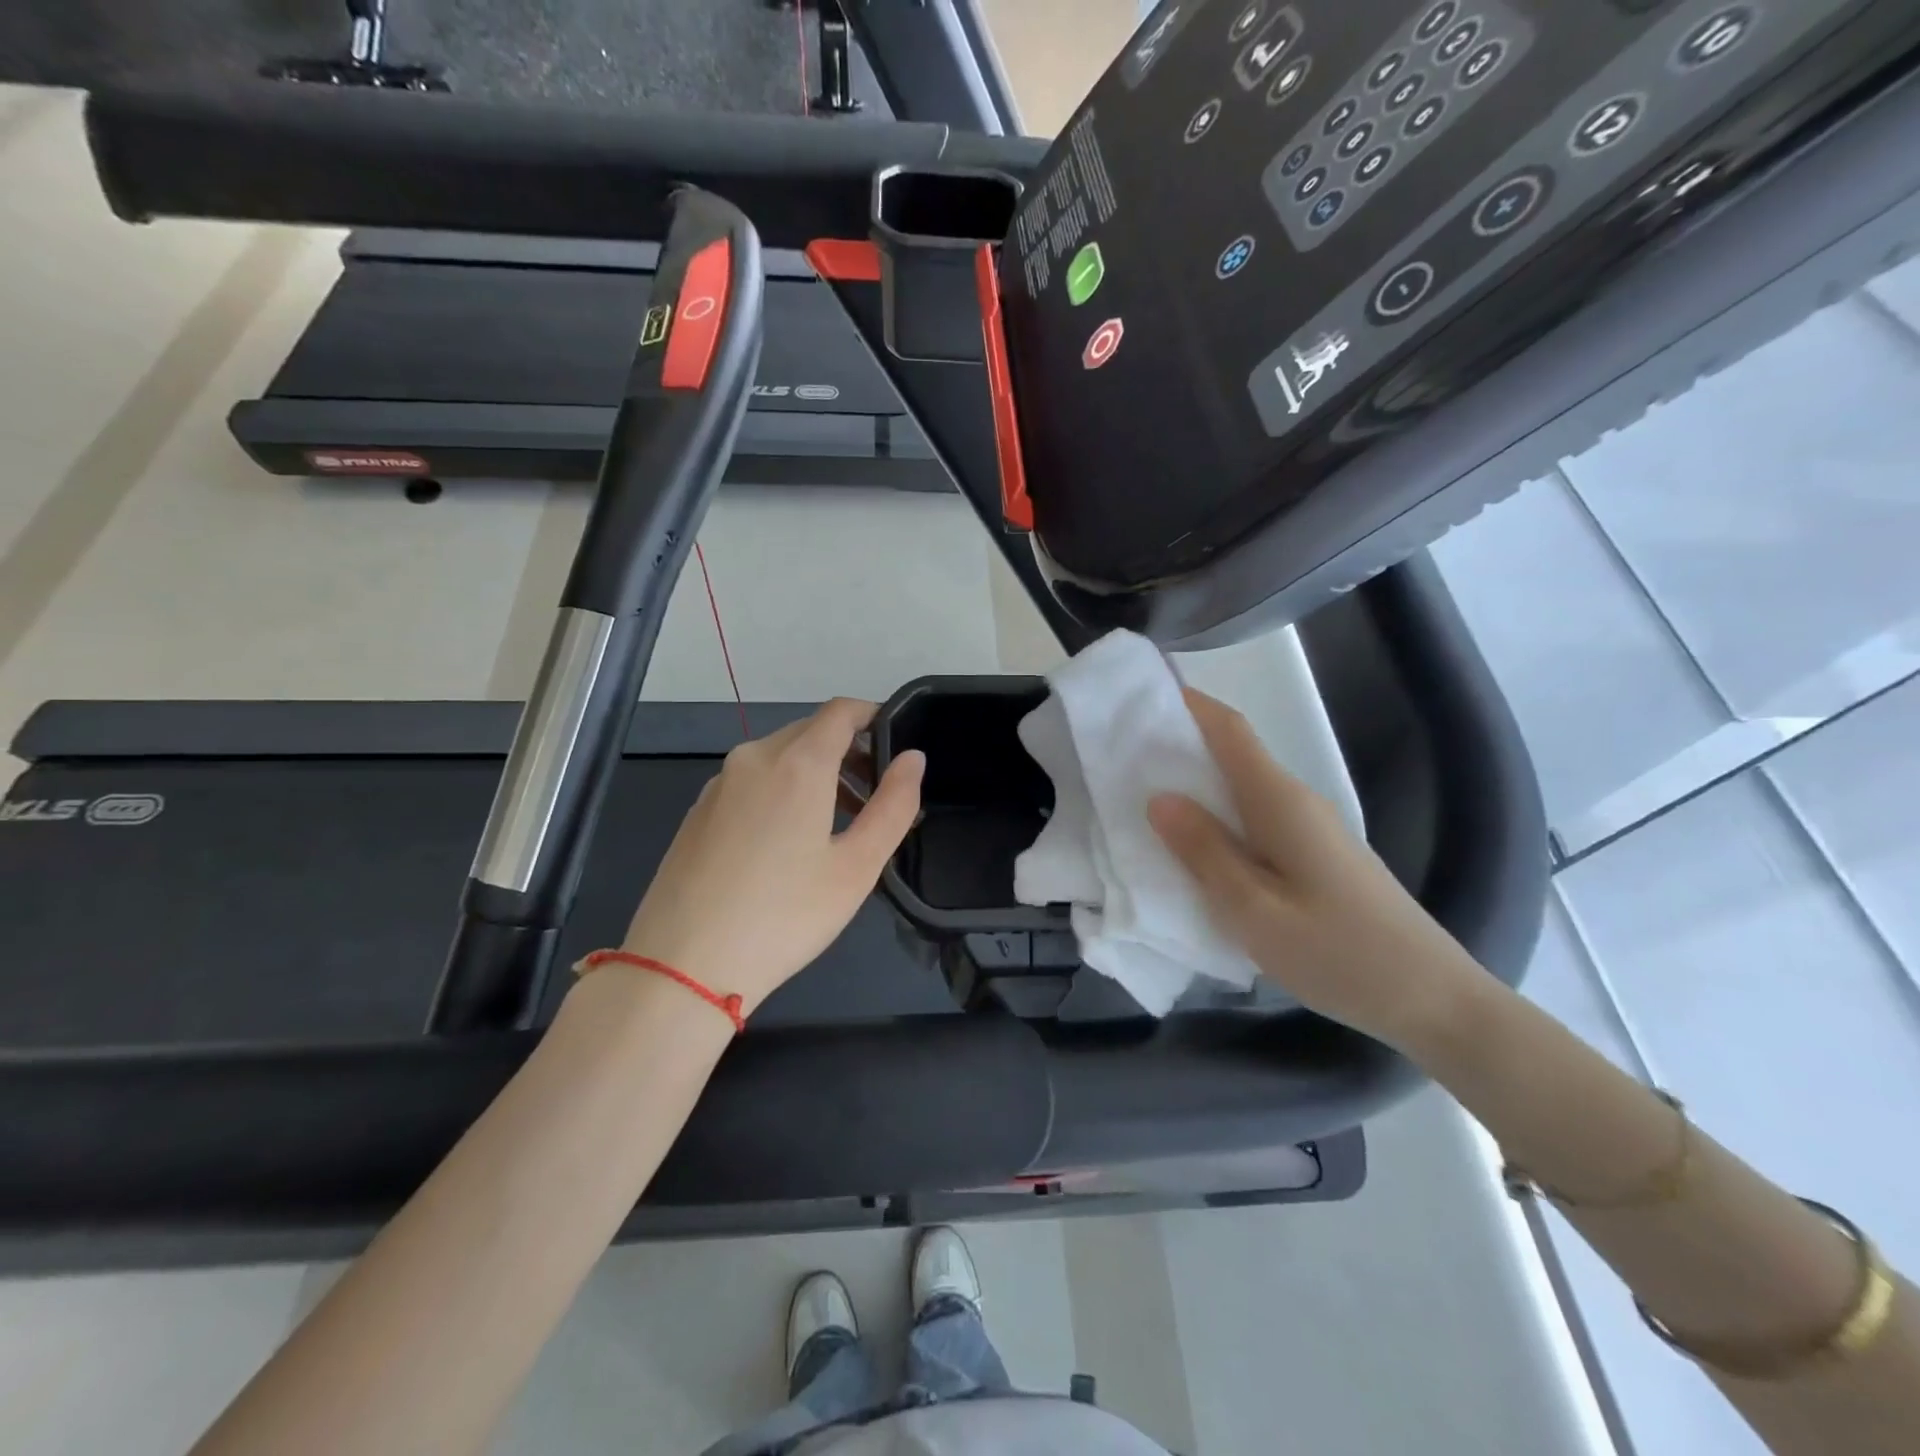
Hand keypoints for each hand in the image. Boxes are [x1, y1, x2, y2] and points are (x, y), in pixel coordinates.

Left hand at [619, 699, 924, 1015]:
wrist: (681, 966)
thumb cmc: (784, 916)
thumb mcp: (856, 867)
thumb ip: (893, 805)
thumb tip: (913, 758)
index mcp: (797, 762)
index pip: (841, 711)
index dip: (873, 716)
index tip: (895, 745)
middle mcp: (753, 758)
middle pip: (810, 732)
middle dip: (848, 752)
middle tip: (875, 798)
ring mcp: (719, 784)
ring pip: (778, 758)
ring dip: (815, 774)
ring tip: (838, 826)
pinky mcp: (698, 811)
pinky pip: (751, 782)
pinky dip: (781, 791)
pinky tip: (786, 845)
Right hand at [1147, 689, 1488, 1052]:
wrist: (1433, 999)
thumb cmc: (1338, 953)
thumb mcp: (1254, 909)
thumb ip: (1204, 851)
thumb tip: (1159, 798)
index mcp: (1279, 801)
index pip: (1228, 730)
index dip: (1187, 704)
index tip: (1140, 696)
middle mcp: (1296, 801)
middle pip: (1232, 754)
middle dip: (1179, 745)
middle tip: (1122, 755)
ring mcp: (1310, 829)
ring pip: (1242, 790)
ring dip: (1196, 785)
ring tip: (1144, 798)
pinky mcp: (1316, 856)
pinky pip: (1255, 819)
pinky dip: (1218, 818)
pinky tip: (1196, 847)